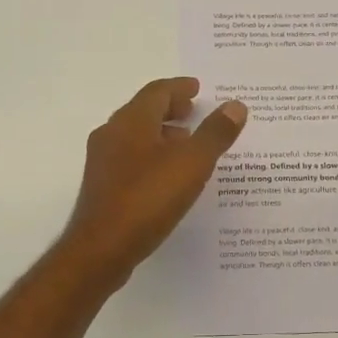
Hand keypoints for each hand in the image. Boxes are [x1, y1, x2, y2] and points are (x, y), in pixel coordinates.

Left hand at [60, 78, 248, 286]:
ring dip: (161, 133)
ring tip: (187, 143)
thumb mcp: (192, 163)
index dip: (179, 87)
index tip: (198, 88)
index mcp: (131, 121)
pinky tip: (168, 175)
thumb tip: (235, 105)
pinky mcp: (102, 186)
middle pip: (143, 111)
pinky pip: (131, 158)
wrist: (101, 249)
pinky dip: (152, 155)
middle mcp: (112, 134)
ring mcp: (103, 161)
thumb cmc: (148, 198)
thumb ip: (215, 133)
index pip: (157, 92)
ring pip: (136, 136)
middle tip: (195, 111)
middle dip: (170, 109)